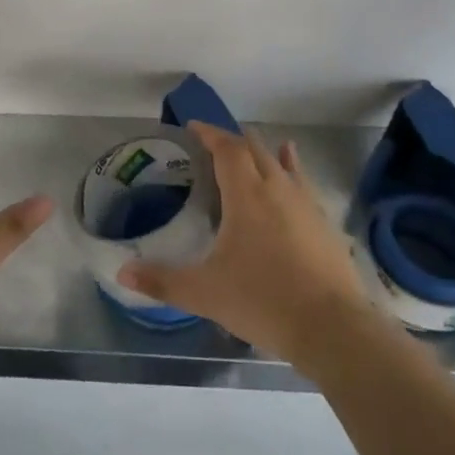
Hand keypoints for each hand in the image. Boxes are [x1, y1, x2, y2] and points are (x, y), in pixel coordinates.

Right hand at [119, 122, 373, 365]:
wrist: (332, 328)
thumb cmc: (262, 301)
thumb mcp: (204, 293)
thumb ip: (162, 282)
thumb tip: (122, 274)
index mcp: (247, 195)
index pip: (227, 148)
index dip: (210, 133)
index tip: (193, 126)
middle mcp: (278, 189)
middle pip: (255, 149)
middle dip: (233, 141)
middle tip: (213, 144)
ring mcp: (306, 205)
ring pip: (283, 164)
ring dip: (264, 152)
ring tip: (256, 146)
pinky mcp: (325, 225)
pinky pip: (303, 185)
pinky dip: (293, 171)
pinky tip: (295, 178)